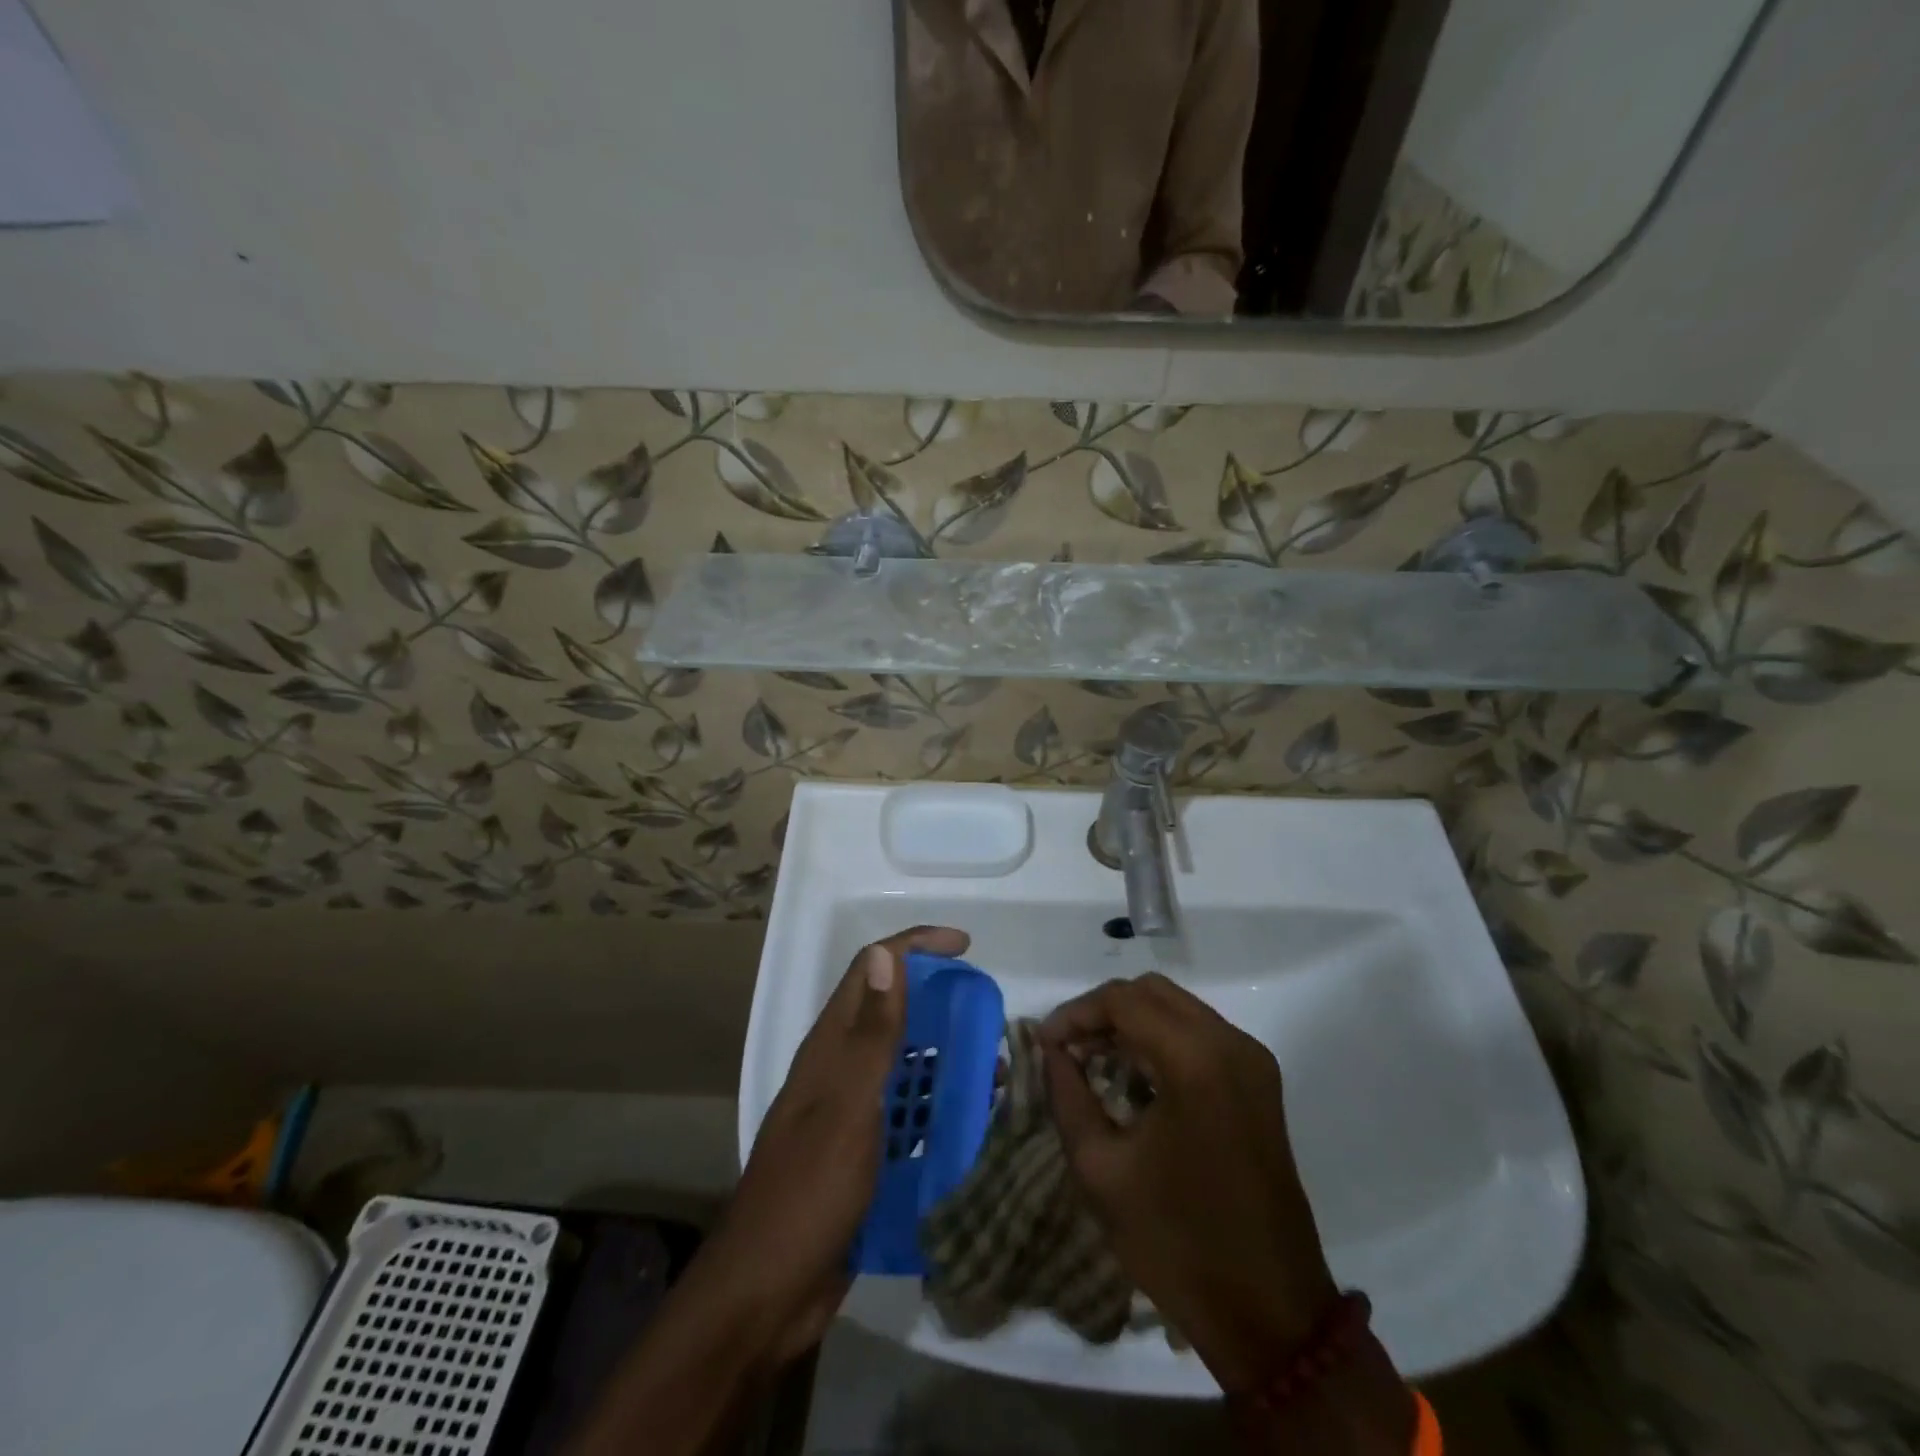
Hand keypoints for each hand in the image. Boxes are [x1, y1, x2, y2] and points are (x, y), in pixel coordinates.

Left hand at [701, 925, 970, 1365]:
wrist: (766, 1293)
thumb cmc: (809, 1190)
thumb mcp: (848, 1106)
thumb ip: (872, 1033)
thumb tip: (886, 955)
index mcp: (830, 1045)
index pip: (873, 969)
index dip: (917, 946)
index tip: (966, 947)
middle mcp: (839, 1067)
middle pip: (892, 1011)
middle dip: (939, 1001)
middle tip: (986, 1015)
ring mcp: (849, 1112)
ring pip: (904, 1062)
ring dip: (945, 1056)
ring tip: (991, 1070)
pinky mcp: (862, 1153)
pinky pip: (908, 1113)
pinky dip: (938, 1106)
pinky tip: (970, 1124)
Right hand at [1039, 973, 1337, 1390]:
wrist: (1270, 1313)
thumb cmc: (1177, 1243)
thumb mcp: (1101, 1170)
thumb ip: (1067, 1096)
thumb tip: (1050, 1051)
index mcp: (1195, 1061)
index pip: (1122, 1001)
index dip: (1075, 1013)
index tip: (1044, 1043)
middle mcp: (1230, 1044)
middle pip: (1151, 992)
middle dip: (1102, 1011)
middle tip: (1066, 1048)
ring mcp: (1252, 1060)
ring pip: (1177, 1008)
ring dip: (1131, 1023)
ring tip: (1092, 1060)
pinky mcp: (1259, 1081)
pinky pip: (1200, 1033)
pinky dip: (1160, 1039)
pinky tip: (1133, 1076)